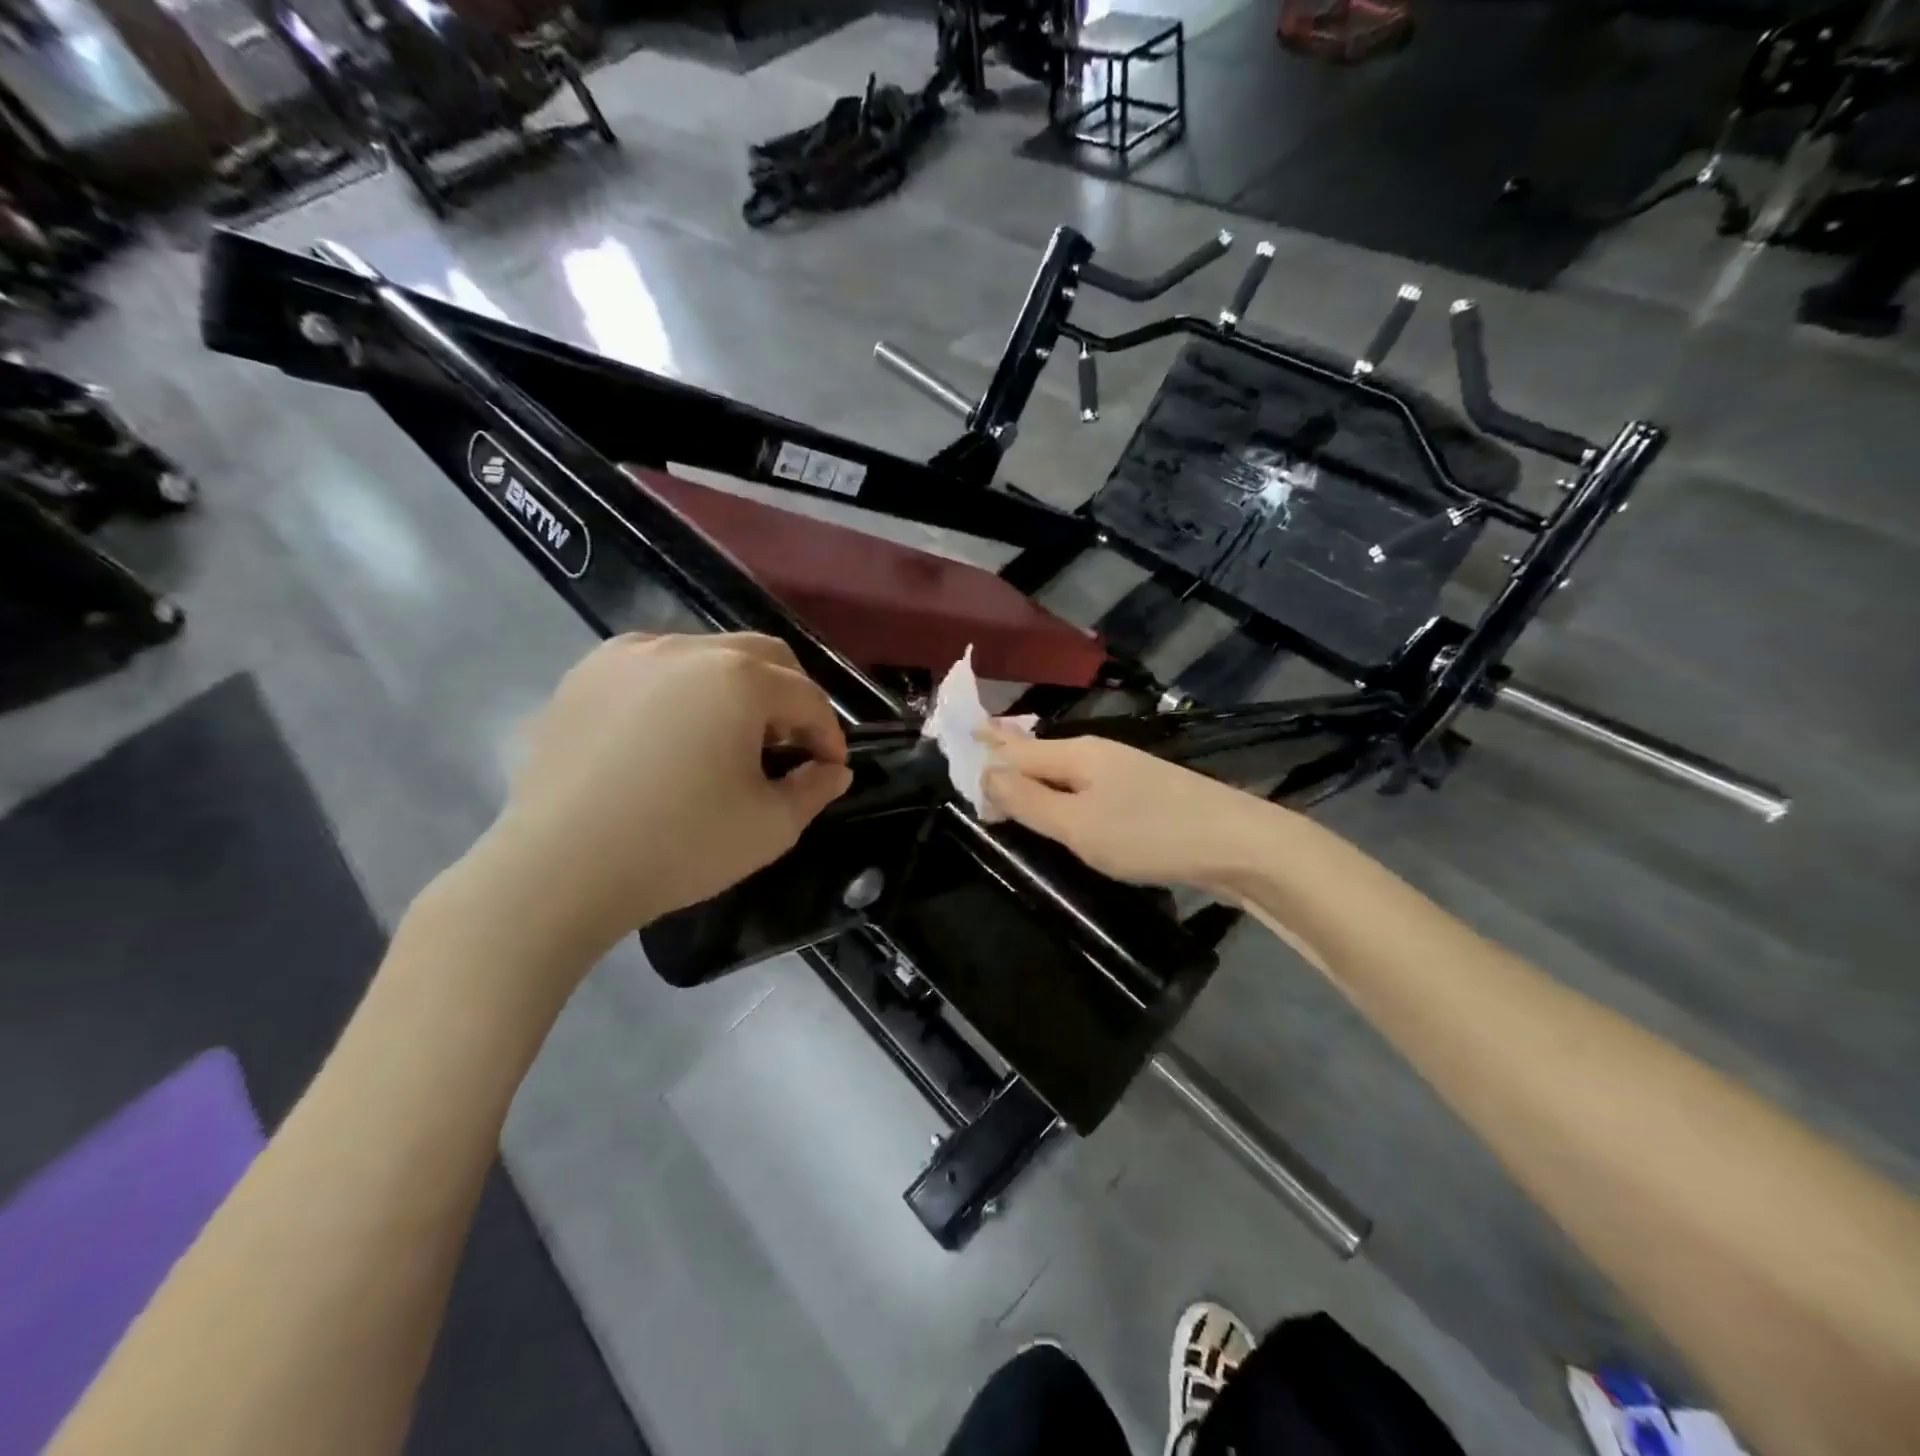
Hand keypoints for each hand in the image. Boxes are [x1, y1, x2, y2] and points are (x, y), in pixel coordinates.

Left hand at [471, 634, 850, 957]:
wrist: (557, 871)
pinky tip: (675, 731)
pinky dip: (682, 688)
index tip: (830, 768)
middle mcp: (686, 648)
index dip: (828, 733)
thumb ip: (815, 789)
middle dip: (789, 697)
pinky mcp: (586, 674)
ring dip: (737, 687)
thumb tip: (833, 770)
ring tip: (731, 737)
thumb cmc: (679, 846)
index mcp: (738, 678)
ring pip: (707, 654)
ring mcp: (629, 655)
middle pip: (762, 656)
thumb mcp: (770, 827)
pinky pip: (655, 665)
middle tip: (791, 744)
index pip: (805, 696)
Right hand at [979, 724, 1274, 895]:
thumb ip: (1030, 802)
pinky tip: (1061, 808)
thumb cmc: (1150, 834)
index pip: (1015, 748)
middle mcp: (1099, 755)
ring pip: (1064, 773)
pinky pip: (1086, 790)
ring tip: (1006, 788)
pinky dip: (1061, 797)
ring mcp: (1126, 774)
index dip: (984, 752)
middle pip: (1040, 755)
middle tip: (974, 764)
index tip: (955, 746)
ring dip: (1033, 780)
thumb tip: (986, 774)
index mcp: (1077, 754)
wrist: (1239, 844)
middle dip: (1006, 759)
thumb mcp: (1078, 824)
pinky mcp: (1145, 797)